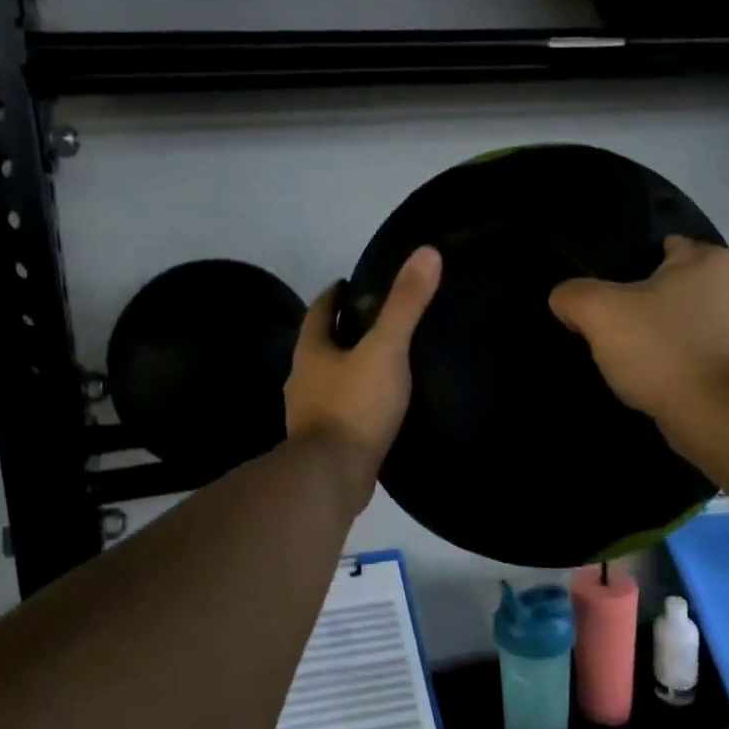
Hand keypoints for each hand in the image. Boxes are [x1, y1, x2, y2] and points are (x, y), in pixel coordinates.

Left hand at [286, 246, 442, 481]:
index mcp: (311, 351)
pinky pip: (339, 410)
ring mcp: (308, 413)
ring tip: (379, 362)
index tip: (349, 283)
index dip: (334, 294)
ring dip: (346, 367)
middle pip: (320, 344)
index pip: (319, 310)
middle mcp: (302, 379)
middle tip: (373, 321)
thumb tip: (427, 252)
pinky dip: (353, 400)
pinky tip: (375, 406)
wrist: (332, 476)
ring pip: (327, 379)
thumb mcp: (386, 349)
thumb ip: (406, 304)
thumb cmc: (355, 405)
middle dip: (341, 331)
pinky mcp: (322, 442)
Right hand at [549, 237, 728, 427]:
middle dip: (650, 302)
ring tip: (636, 357)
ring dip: (668, 333)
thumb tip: (565, 299)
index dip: (632, 266)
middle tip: (617, 326)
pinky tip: (662, 377)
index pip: (665, 246)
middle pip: (677, 286)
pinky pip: (705, 352)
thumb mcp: (599, 313)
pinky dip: (685, 360)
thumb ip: (573, 295)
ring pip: (691, 320)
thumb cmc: (662, 350)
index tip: (609, 293)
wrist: (718, 416)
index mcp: (711, 260)